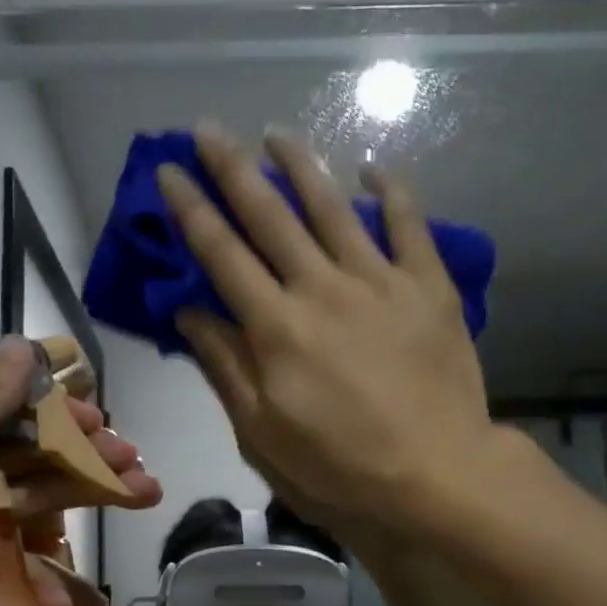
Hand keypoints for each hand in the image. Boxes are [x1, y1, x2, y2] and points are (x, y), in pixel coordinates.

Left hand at [0, 338, 158, 605]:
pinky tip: (86, 576)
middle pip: (29, 453)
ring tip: (146, 490)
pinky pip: (28, 551)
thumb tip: (22, 342)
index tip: (96, 414)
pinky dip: (58, 563)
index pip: (1, 408)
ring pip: (39, 496)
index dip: (53, 408)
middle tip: (132, 456)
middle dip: (85, 452)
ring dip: (91, 491)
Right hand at [160, 120, 499, 528]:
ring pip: (333, 207)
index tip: (169, 171)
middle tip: (208, 128)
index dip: (191, 210)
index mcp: (276, 327)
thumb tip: (189, 313)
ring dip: (301, 165)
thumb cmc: (340, 467)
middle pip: (270, 216)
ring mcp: (381, 281)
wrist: (437, 477)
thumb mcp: (262, 434)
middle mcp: (322, 288)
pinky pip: (409, 224)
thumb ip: (225, 367)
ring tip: (277, 133)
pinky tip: (374, 168)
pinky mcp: (429, 287)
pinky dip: (392, 191)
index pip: (222, 254)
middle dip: (233, 168)